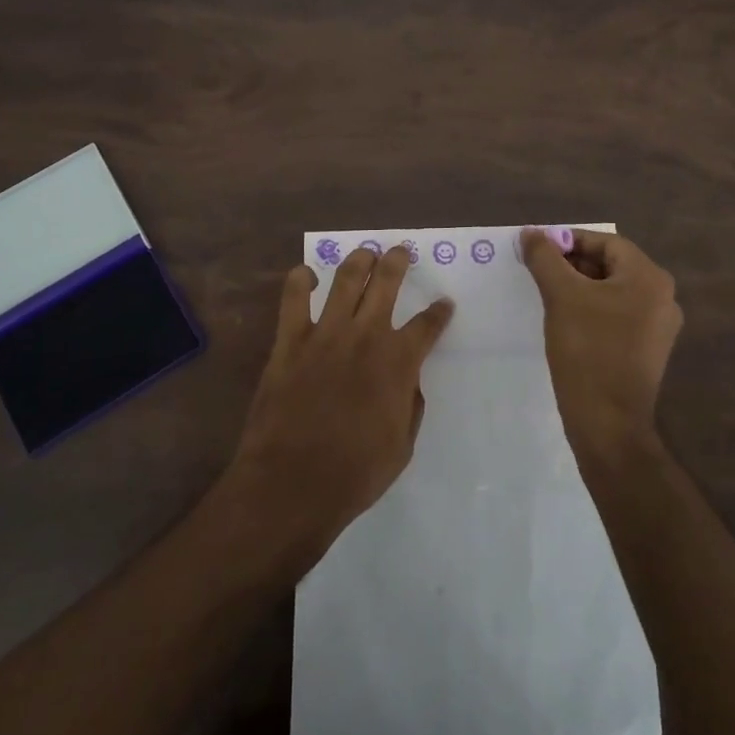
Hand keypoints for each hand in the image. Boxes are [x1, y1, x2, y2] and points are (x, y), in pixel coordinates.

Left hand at [226, 246, 453, 562]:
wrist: (293, 483)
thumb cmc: (354, 473)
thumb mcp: (402, 446)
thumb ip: (410, 405)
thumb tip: (408, 381)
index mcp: (398, 362)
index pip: (427, 325)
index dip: (439, 312)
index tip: (443, 303)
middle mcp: (366, 336)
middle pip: (387, 282)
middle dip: (397, 261)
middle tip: (400, 251)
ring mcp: (326, 333)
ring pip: (346, 278)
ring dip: (358, 260)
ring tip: (365, 252)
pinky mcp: (290, 340)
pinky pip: (294, 298)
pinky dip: (300, 280)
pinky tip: (306, 274)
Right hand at [520, 228, 682, 465]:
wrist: (608, 424)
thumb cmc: (587, 351)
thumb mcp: (561, 296)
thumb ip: (545, 258)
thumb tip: (531, 233)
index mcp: (650, 278)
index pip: (606, 243)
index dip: (570, 240)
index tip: (538, 248)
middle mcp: (662, 298)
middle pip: (611, 265)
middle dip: (572, 263)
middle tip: (538, 269)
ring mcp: (658, 327)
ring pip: (612, 291)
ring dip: (579, 286)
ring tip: (546, 292)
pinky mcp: (647, 351)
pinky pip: (617, 316)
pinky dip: (591, 310)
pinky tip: (565, 320)